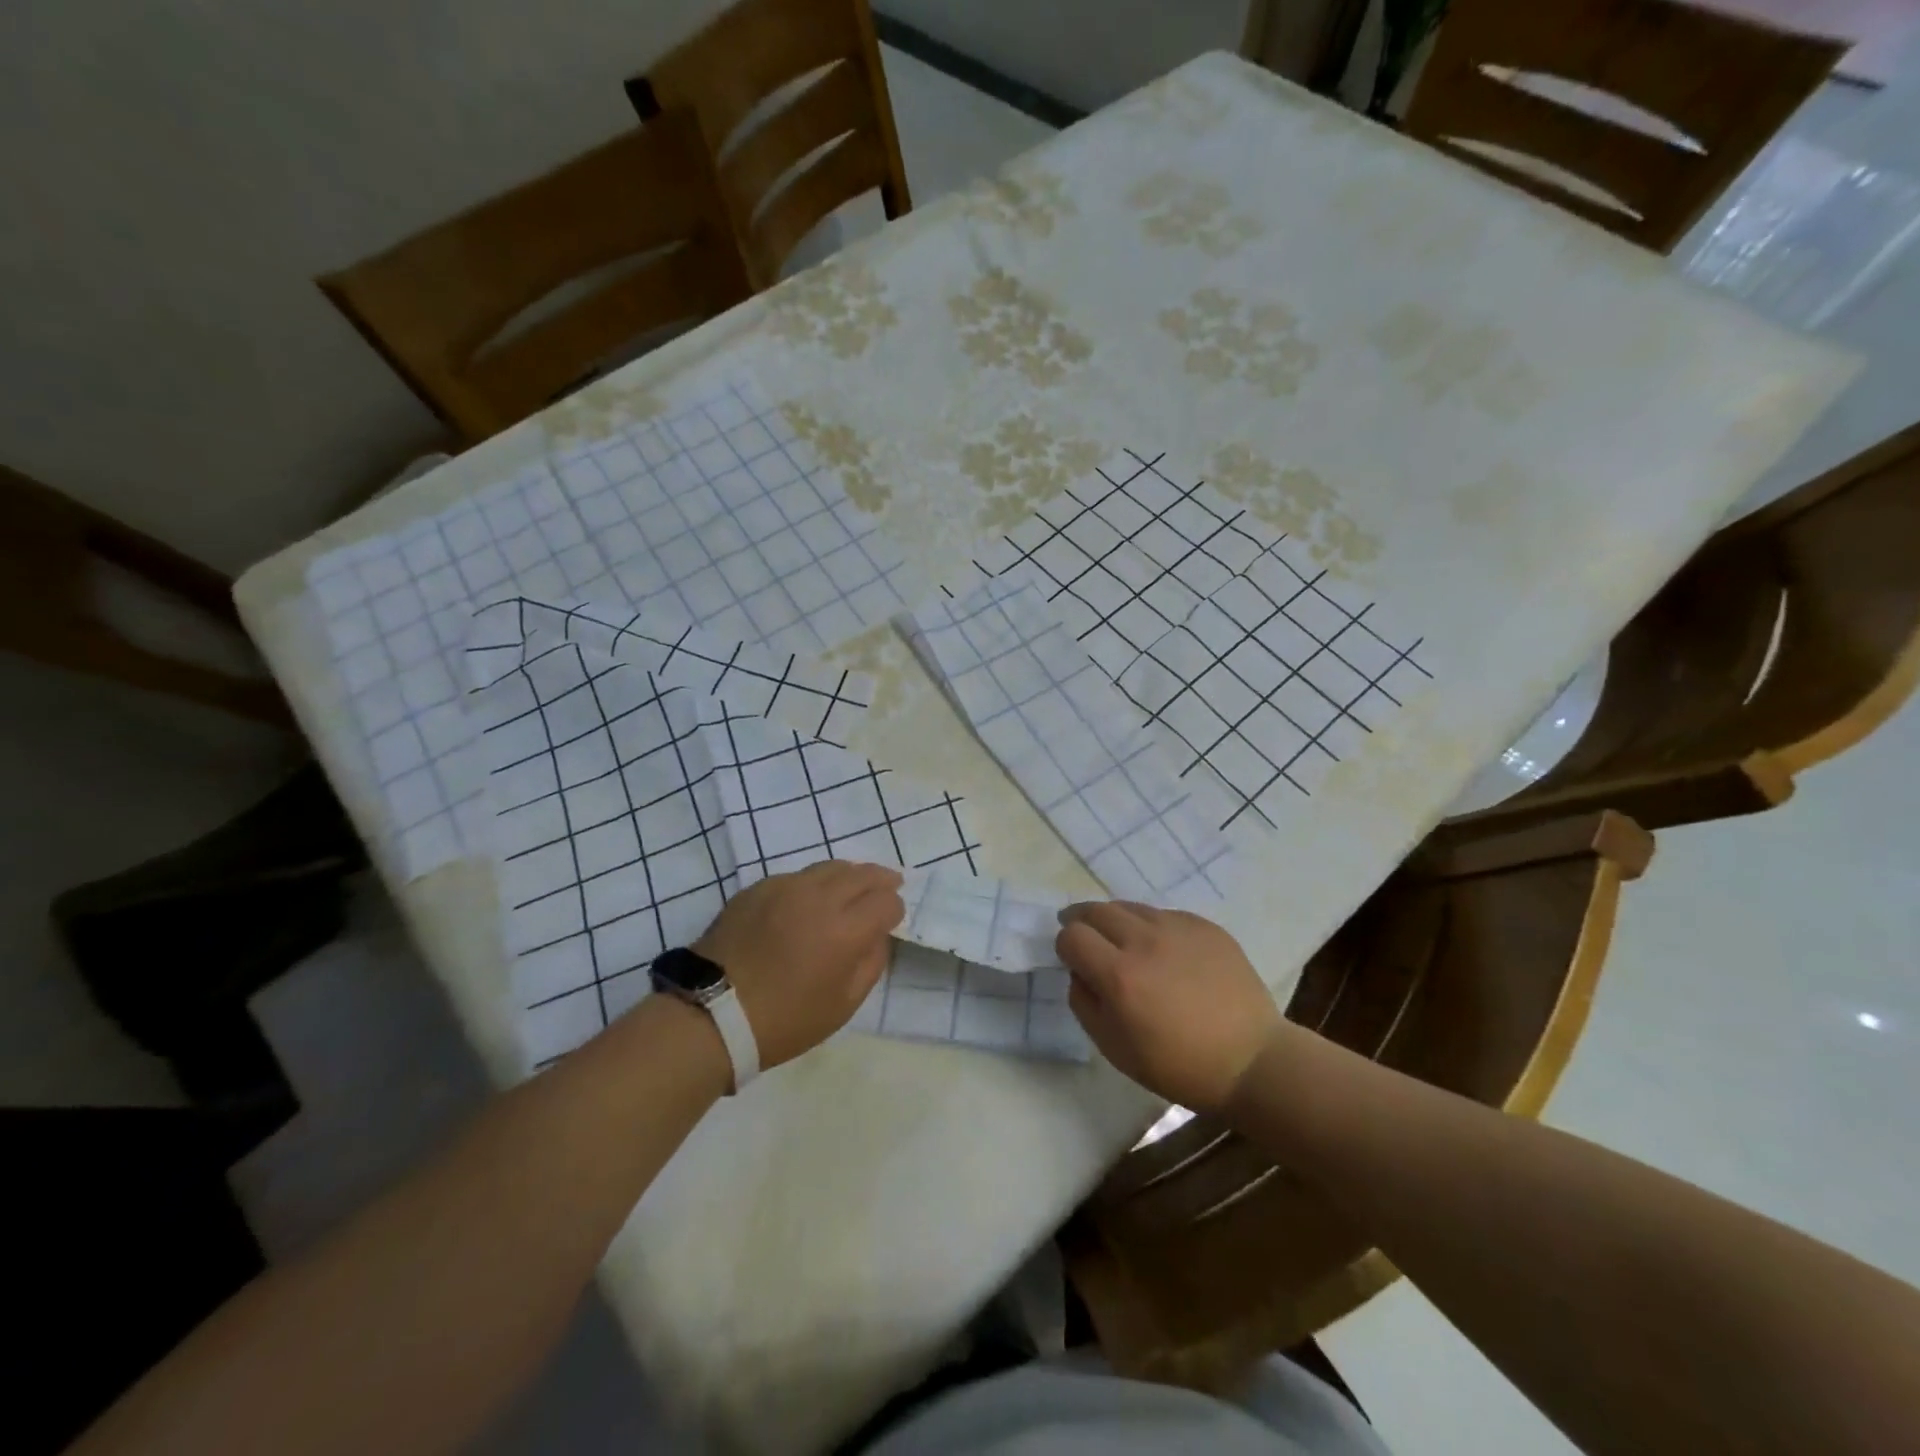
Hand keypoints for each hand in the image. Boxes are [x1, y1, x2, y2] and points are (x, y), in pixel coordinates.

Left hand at [694, 860, 903, 1070]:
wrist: (711, 1013)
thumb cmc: (784, 1021)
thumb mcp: (842, 1006)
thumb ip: (871, 964)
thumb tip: (877, 935)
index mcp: (845, 930)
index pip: (886, 901)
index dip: (895, 910)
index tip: (891, 921)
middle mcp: (819, 898)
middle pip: (862, 874)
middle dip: (881, 880)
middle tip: (889, 884)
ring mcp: (786, 887)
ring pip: (830, 867)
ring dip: (849, 876)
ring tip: (851, 887)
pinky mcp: (759, 888)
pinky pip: (797, 876)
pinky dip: (813, 884)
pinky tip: (807, 901)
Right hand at [1056, 901, 1280, 1114]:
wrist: (1251, 1061)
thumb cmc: (1178, 1065)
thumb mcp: (1114, 1049)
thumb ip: (1084, 1004)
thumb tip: (1079, 973)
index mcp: (1119, 975)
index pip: (1071, 936)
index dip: (1065, 946)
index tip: (1072, 960)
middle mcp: (1144, 941)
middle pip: (1096, 910)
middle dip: (1082, 921)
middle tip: (1083, 934)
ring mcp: (1178, 928)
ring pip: (1130, 907)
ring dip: (1116, 920)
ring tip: (1121, 939)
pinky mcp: (1205, 926)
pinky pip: (1164, 914)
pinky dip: (1152, 926)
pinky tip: (1162, 949)